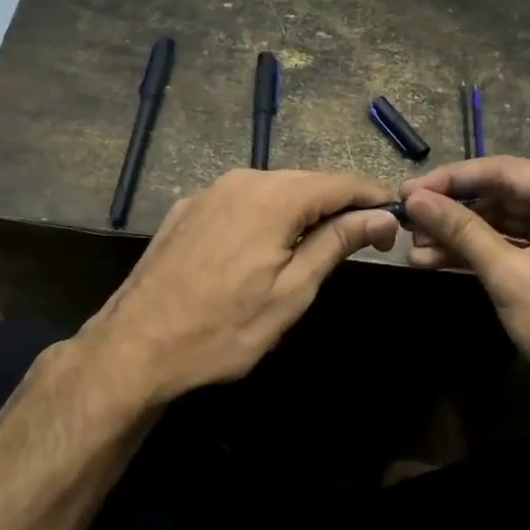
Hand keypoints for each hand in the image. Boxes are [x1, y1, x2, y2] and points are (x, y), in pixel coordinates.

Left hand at [89, 169, 398, 403]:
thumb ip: (336, 243)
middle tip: (368, 238)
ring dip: (303, 211)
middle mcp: (240, 180)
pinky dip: (265, 216)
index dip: (373, 198)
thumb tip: (381, 216)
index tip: (396, 222)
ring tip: (322, 244)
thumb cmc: (223, 329)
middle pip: (306, 182)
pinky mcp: (185, 210)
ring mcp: (207, 193)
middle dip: (340, 205)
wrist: (134, 348)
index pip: (340, 182)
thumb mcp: (291, 292)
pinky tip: (267, 245)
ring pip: (272, 190)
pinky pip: (240, 202)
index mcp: (273, 196)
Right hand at [400, 156, 529, 414]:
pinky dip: (475, 254)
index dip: (450, 180)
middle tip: (406, 221)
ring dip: (457, 236)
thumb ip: (462, 231)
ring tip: (412, 245)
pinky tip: (433, 260)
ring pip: (500, 223)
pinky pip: (509, 247)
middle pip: (499, 196)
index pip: (503, 171)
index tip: (406, 190)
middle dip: (451, 212)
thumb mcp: (510, 273)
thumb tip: (415, 200)